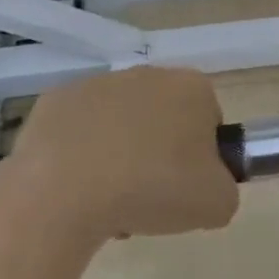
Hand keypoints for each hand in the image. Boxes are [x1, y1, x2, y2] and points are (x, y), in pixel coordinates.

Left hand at [0, 67, 239, 242]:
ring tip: (109, 202)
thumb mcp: (217, 203)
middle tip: (152, 197)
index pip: (209, 121)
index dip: (202, 158)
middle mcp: (147, 75)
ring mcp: (96, 84)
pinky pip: (79, 132)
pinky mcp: (54, 102)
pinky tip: (77, 190)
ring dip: (120, 156)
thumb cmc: (153, 189)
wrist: (65, 193)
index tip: (187, 187)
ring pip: (120, 125)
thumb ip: (224, 188)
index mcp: (191, 88)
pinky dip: (80, 156)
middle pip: (163, 120)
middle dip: (159, 154)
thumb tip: (205, 186)